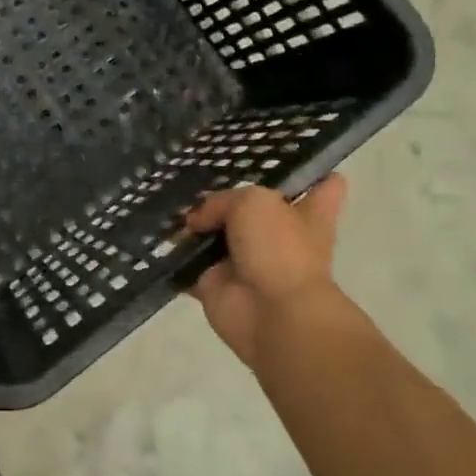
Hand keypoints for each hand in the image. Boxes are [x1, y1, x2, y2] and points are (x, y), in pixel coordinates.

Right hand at [183, 174, 351, 368]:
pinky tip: (152, 233)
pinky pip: (188, 264)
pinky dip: (172, 255)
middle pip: (257, 211)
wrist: (273, 314)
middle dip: (231, 196)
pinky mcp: (217, 285)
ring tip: (165, 197)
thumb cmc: (280, 249)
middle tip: (199, 173)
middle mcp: (277, 237)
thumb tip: (197, 223)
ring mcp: (246, 263)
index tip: (301, 161)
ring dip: (193, 224)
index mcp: (307, 215)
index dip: (316, 174)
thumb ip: (221, 201)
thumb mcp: (252, 202)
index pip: (323, 189)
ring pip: (217, 235)